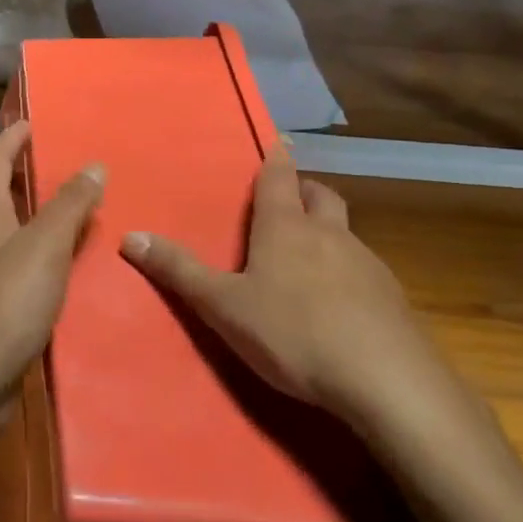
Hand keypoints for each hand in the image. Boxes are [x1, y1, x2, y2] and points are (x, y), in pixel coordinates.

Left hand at [0, 122, 103, 418]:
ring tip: (59, 208)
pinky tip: (53, 264)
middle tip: (49, 163)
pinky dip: (27, 248)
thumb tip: (92, 164)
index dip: (12, 137)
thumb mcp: (45, 247)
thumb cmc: (4, 304)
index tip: (34, 122)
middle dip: (12, 170)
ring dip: (22, 210)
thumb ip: (69, 205)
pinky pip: (5, 259)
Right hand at [119, 149, 481, 455]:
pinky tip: (338, 303)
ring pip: (346, 233)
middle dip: (305, 190)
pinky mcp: (392, 299)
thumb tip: (130, 236)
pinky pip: (364, 270)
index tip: (278, 140)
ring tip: (308, 256)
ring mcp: (367, 264)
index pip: (279, 178)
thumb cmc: (293, 333)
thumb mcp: (224, 306)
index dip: (276, 159)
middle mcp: (329, 235)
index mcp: (286, 228)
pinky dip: (348, 272)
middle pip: (321, 195)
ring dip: (327, 232)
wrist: (386, 380)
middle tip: (290, 198)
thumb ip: (179, 272)